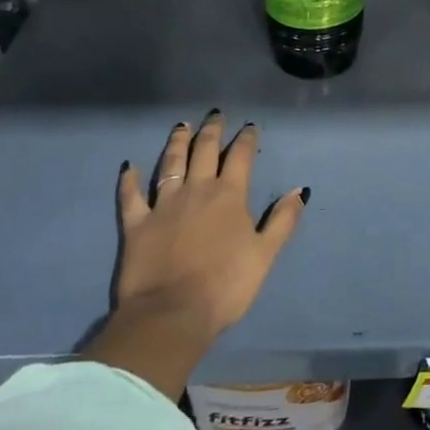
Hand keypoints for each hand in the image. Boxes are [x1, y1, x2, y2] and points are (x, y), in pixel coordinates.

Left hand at [80, 110, 306, 395]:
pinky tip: (129, 166)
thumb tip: (301, 189)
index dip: (246, 139)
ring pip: (170, 164)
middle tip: (215, 115)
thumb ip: (282, 220)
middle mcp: (197, 190)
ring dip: (177, 143)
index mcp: (229, 195)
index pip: (240, 157)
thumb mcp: (265, 254)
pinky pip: (131, 196)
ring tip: (181, 127)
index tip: (250, 127)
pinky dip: (130, 179)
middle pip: (204, 151)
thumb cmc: (225, 286)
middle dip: (211, 131)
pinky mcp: (136, 224)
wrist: (172, 315)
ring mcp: (163, 205)